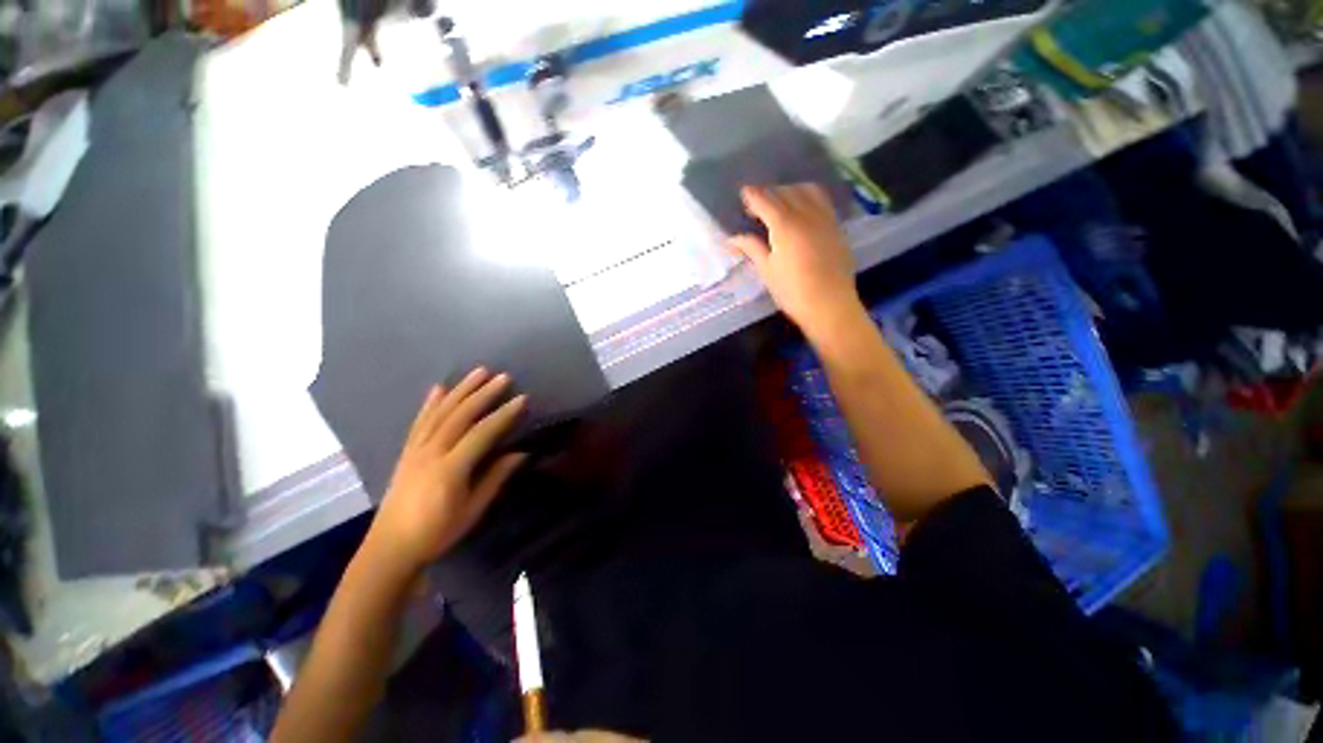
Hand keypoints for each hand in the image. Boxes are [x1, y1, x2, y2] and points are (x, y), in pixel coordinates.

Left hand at [367, 368, 528, 571]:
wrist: (390, 547)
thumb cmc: (437, 532)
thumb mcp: (473, 510)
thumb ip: (495, 478)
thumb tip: (521, 453)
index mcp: (450, 469)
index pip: (482, 433)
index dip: (503, 415)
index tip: (522, 399)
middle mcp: (430, 453)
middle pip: (460, 416)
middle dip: (484, 394)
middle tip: (504, 377)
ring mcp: (415, 450)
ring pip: (440, 412)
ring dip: (461, 390)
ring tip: (479, 372)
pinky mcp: (406, 451)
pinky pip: (419, 421)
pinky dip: (430, 403)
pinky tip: (439, 388)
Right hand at [728, 185, 863, 338]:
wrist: (829, 304)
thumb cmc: (792, 291)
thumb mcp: (767, 270)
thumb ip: (751, 248)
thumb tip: (732, 238)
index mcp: (785, 225)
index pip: (765, 201)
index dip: (752, 195)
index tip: (743, 192)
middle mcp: (806, 214)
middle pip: (786, 192)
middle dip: (769, 193)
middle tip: (757, 205)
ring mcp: (824, 218)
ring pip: (807, 191)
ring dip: (790, 191)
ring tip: (780, 203)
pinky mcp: (836, 227)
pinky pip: (822, 201)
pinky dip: (808, 198)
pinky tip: (802, 211)